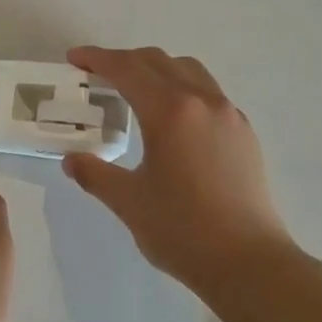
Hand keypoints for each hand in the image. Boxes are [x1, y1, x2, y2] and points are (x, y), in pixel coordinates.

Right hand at [62, 46, 297, 295]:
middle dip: (124, 61)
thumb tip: (72, 161)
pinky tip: (172, 118)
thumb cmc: (182, 230)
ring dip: (156, 69)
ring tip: (135, 89)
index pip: (127, 70)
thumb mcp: (129, 202)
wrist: (248, 263)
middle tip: (97, 74)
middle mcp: (202, 101)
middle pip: (158, 61)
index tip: (75, 59)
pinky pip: (208, 92)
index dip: (97, 59)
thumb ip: (95, 175)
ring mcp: (229, 115)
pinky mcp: (244, 133)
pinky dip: (181, 88)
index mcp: (170, 112)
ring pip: (188, 71)